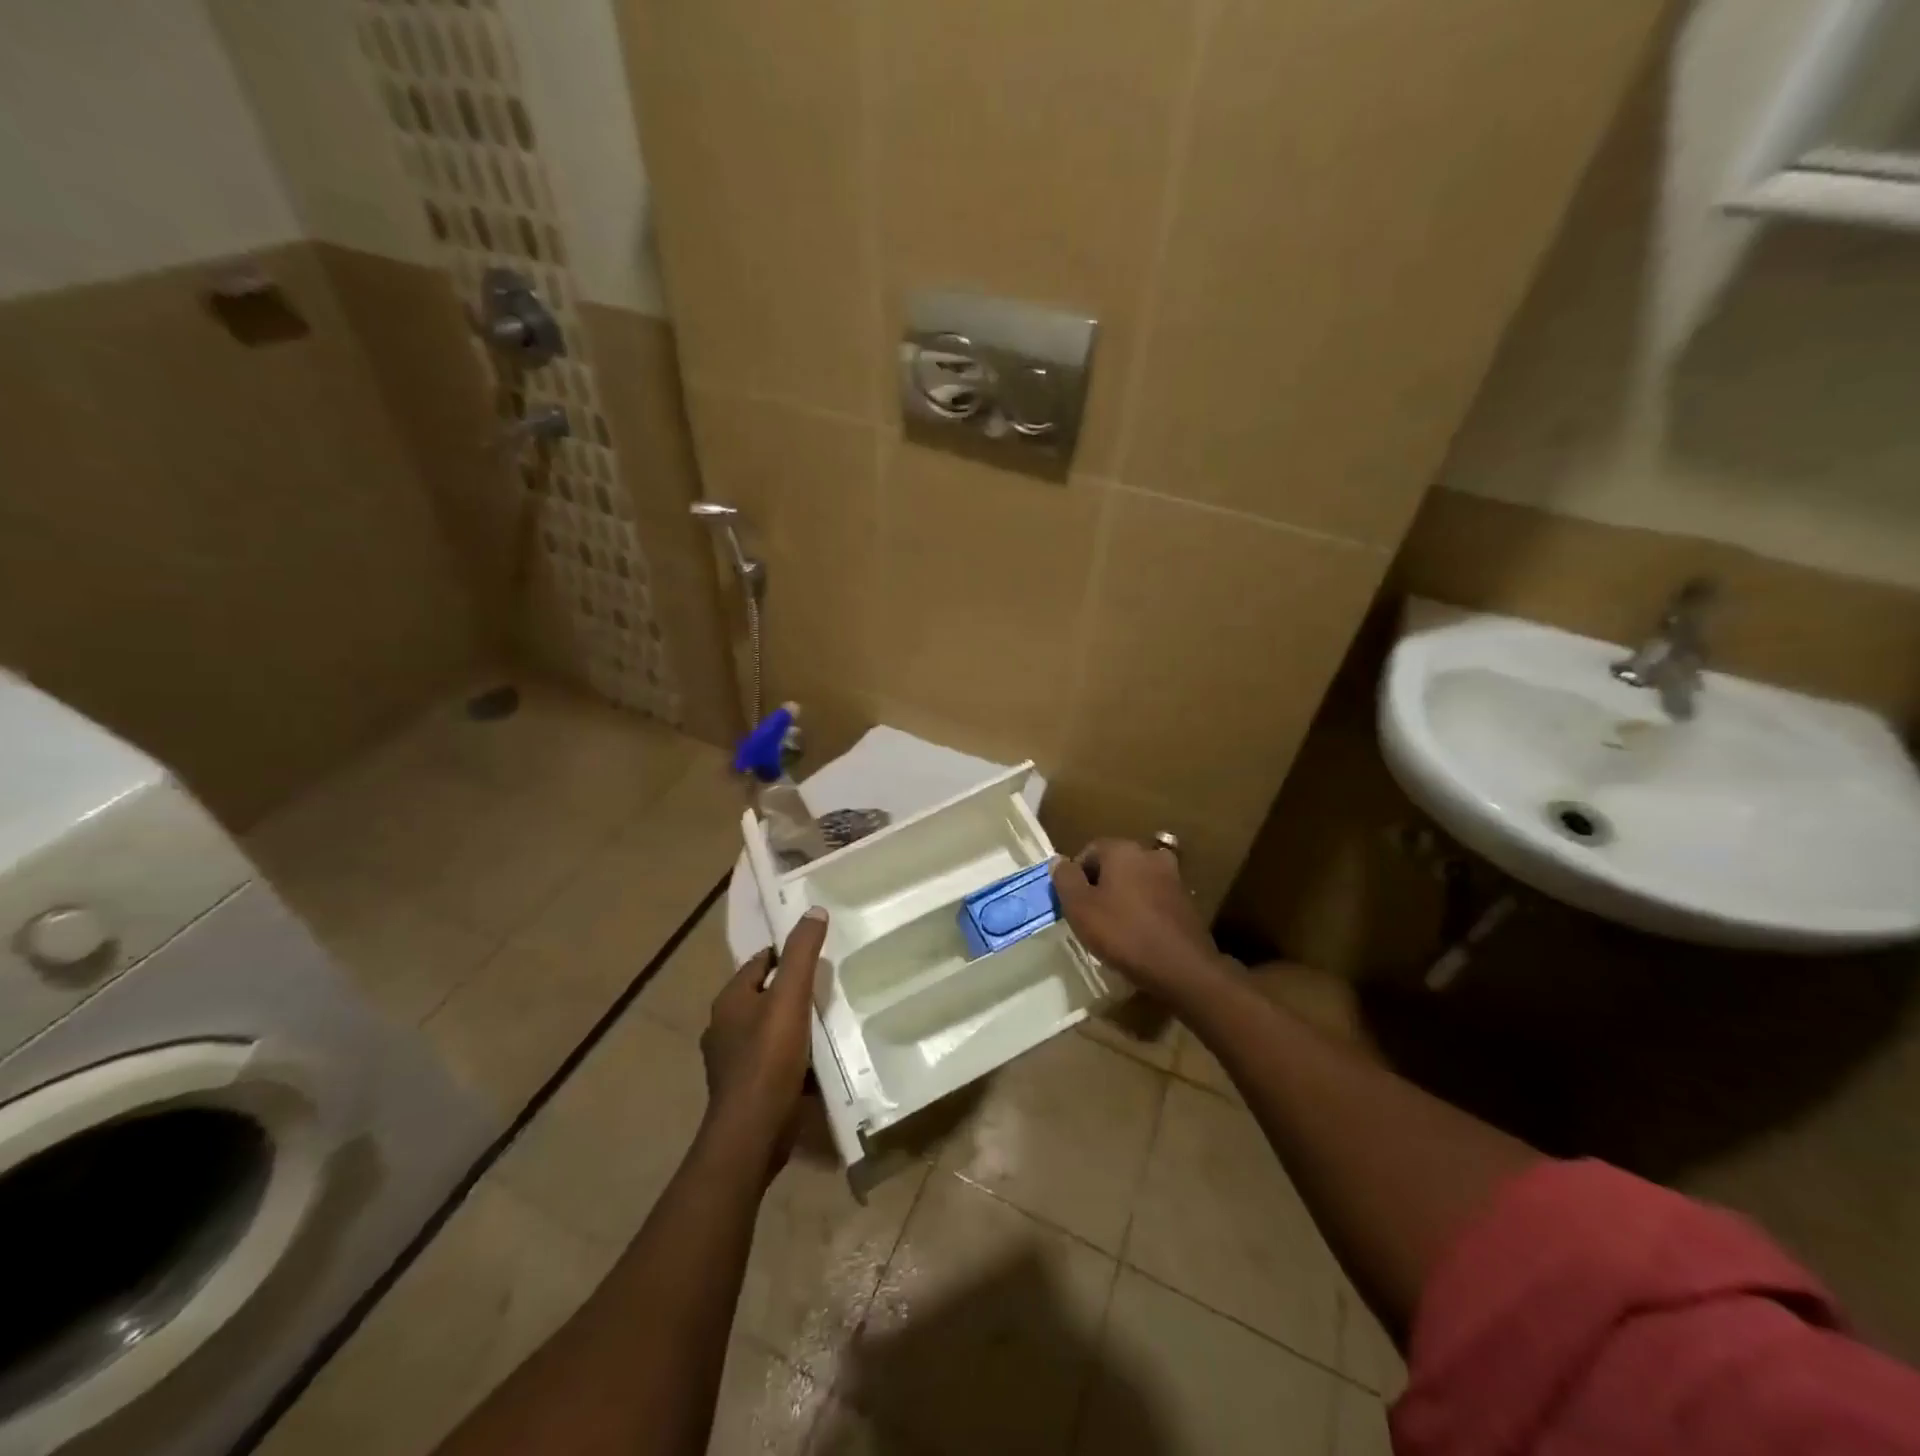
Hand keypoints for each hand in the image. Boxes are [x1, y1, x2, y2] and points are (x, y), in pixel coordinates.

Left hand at [700, 908, 826, 1156]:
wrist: (752, 1134)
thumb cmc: (768, 1059)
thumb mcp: (790, 997)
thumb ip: (801, 953)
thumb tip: (813, 911)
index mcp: (729, 1000)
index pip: (759, 962)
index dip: (785, 955)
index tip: (817, 955)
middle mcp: (724, 1027)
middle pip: (763, 995)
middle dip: (790, 990)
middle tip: (827, 987)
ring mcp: (731, 1061)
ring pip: (767, 1029)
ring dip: (792, 1024)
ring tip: (827, 1021)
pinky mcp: (745, 1089)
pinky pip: (771, 1059)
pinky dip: (791, 1054)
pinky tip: (815, 1059)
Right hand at [1052, 839, 1216, 996]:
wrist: (1182, 967)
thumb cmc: (1123, 933)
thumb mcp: (1080, 907)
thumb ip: (1065, 879)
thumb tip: (1059, 861)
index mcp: (1122, 849)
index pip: (1088, 851)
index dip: (1075, 877)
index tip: (1071, 904)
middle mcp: (1149, 854)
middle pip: (1113, 864)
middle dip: (1099, 886)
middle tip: (1089, 916)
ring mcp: (1172, 876)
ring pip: (1135, 881)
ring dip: (1122, 897)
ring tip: (1113, 928)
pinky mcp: (1186, 900)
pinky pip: (1153, 898)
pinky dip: (1142, 910)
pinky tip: (1137, 935)